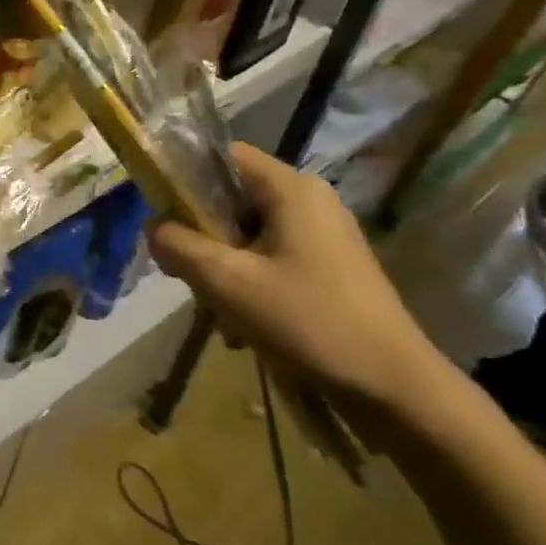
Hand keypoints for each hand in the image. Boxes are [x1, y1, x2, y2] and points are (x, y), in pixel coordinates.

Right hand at [147, 145, 445, 422]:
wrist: (393, 388)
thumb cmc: (306, 321)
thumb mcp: (225, 280)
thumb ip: (177, 244)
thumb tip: (152, 226)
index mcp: (291, 189)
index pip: (222, 156)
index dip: (183, 177)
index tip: (160, 215)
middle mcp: (309, 200)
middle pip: (229, 198)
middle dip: (199, 234)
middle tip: (183, 272)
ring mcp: (322, 235)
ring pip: (245, 233)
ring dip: (220, 267)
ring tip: (216, 308)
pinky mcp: (328, 267)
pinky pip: (268, 258)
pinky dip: (246, 283)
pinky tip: (241, 324)